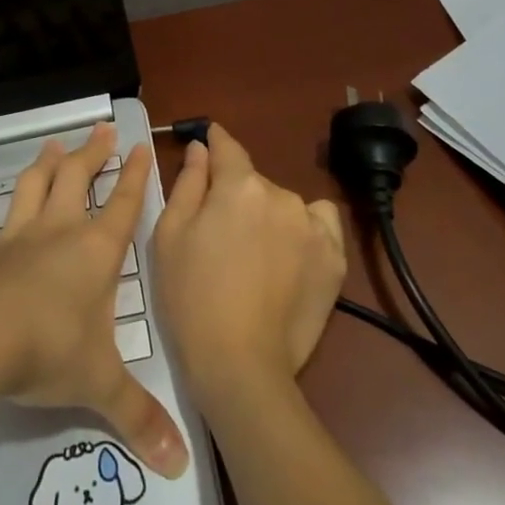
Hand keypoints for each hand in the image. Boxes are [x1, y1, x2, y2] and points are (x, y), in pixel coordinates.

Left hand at [0, 123, 189, 478]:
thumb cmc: (49, 353)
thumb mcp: (101, 386)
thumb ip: (140, 419)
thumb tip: (180, 466)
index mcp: (95, 252)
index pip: (124, 205)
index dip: (135, 176)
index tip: (142, 147)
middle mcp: (57, 233)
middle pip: (78, 180)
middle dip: (92, 154)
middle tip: (100, 129)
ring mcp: (14, 238)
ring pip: (31, 188)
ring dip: (43, 164)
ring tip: (53, 143)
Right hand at [149, 124, 346, 406]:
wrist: (239, 364)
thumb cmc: (191, 297)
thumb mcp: (171, 235)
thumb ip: (188, 182)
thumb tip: (202, 148)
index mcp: (239, 186)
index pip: (227, 147)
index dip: (215, 141)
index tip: (209, 140)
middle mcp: (281, 195)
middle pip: (253, 181)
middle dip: (235, 195)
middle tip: (219, 234)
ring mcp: (313, 226)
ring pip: (283, 203)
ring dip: (268, 214)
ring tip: (254, 255)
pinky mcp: (334, 257)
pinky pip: (319, 222)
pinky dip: (304, 229)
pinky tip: (289, 256)